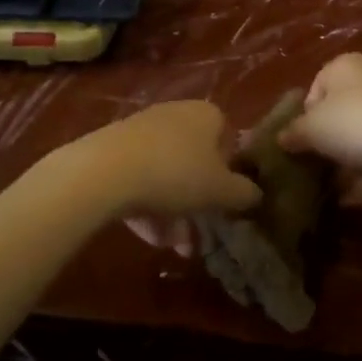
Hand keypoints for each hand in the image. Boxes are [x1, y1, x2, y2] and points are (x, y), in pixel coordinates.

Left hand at [57, 101, 258, 246]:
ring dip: (174, 213)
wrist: (105, 171)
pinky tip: (148, 237)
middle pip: (195, 161)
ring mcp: (143, 129)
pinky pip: (141, 178)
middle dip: (198, 201)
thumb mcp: (221, 191)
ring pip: (167, 174)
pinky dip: (148, 206)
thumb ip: (245, 193)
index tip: (224, 199)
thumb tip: (257, 194)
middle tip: (199, 233)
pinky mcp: (114, 148)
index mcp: (207, 114)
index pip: (228, 139)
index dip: (229, 172)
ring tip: (173, 246)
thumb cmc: (176, 174)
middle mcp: (177, 114)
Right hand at [276, 53, 361, 182]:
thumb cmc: (353, 122)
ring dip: (349, 161)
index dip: (305, 117)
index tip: (302, 141)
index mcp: (344, 66)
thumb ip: (294, 132)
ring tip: (334, 189)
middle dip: (329, 140)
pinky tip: (354, 198)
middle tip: (317, 165)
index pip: (316, 87)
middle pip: (341, 111)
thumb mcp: (311, 129)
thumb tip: (281, 138)